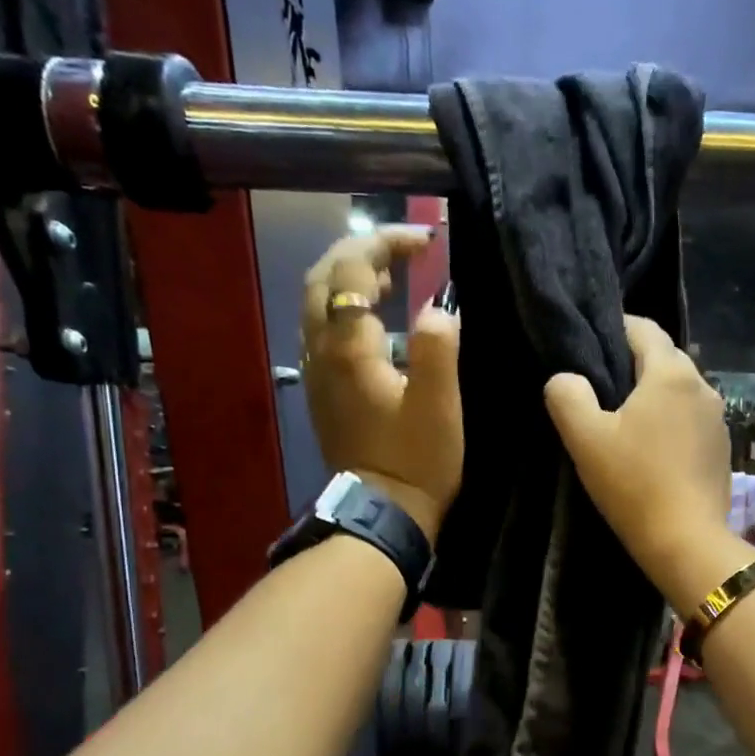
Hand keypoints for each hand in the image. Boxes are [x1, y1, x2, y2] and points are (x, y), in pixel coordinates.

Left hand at [301, 228, 460, 540]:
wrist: (383, 514)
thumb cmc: (417, 462)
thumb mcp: (439, 406)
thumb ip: (437, 348)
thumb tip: (438, 307)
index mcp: (349, 348)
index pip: (353, 270)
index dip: (386, 243)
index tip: (426, 241)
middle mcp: (321, 351)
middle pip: (322, 278)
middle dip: (360, 253)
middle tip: (404, 252)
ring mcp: (316, 372)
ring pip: (316, 303)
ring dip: (349, 279)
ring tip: (392, 279)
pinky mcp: (322, 391)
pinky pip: (321, 330)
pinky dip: (343, 308)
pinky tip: (373, 321)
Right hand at [543, 317, 754, 607]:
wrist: (687, 541)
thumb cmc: (633, 484)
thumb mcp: (585, 439)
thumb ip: (567, 396)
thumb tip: (566, 378)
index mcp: (671, 373)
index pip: (643, 328)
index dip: (614, 329)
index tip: (591, 347)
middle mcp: (703, 386)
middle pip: (664, 358)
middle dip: (634, 364)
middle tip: (601, 388)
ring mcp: (718, 419)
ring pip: (680, 390)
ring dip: (654, 396)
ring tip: (626, 420)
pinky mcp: (723, 449)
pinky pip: (692, 420)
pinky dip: (671, 422)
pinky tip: (654, 449)